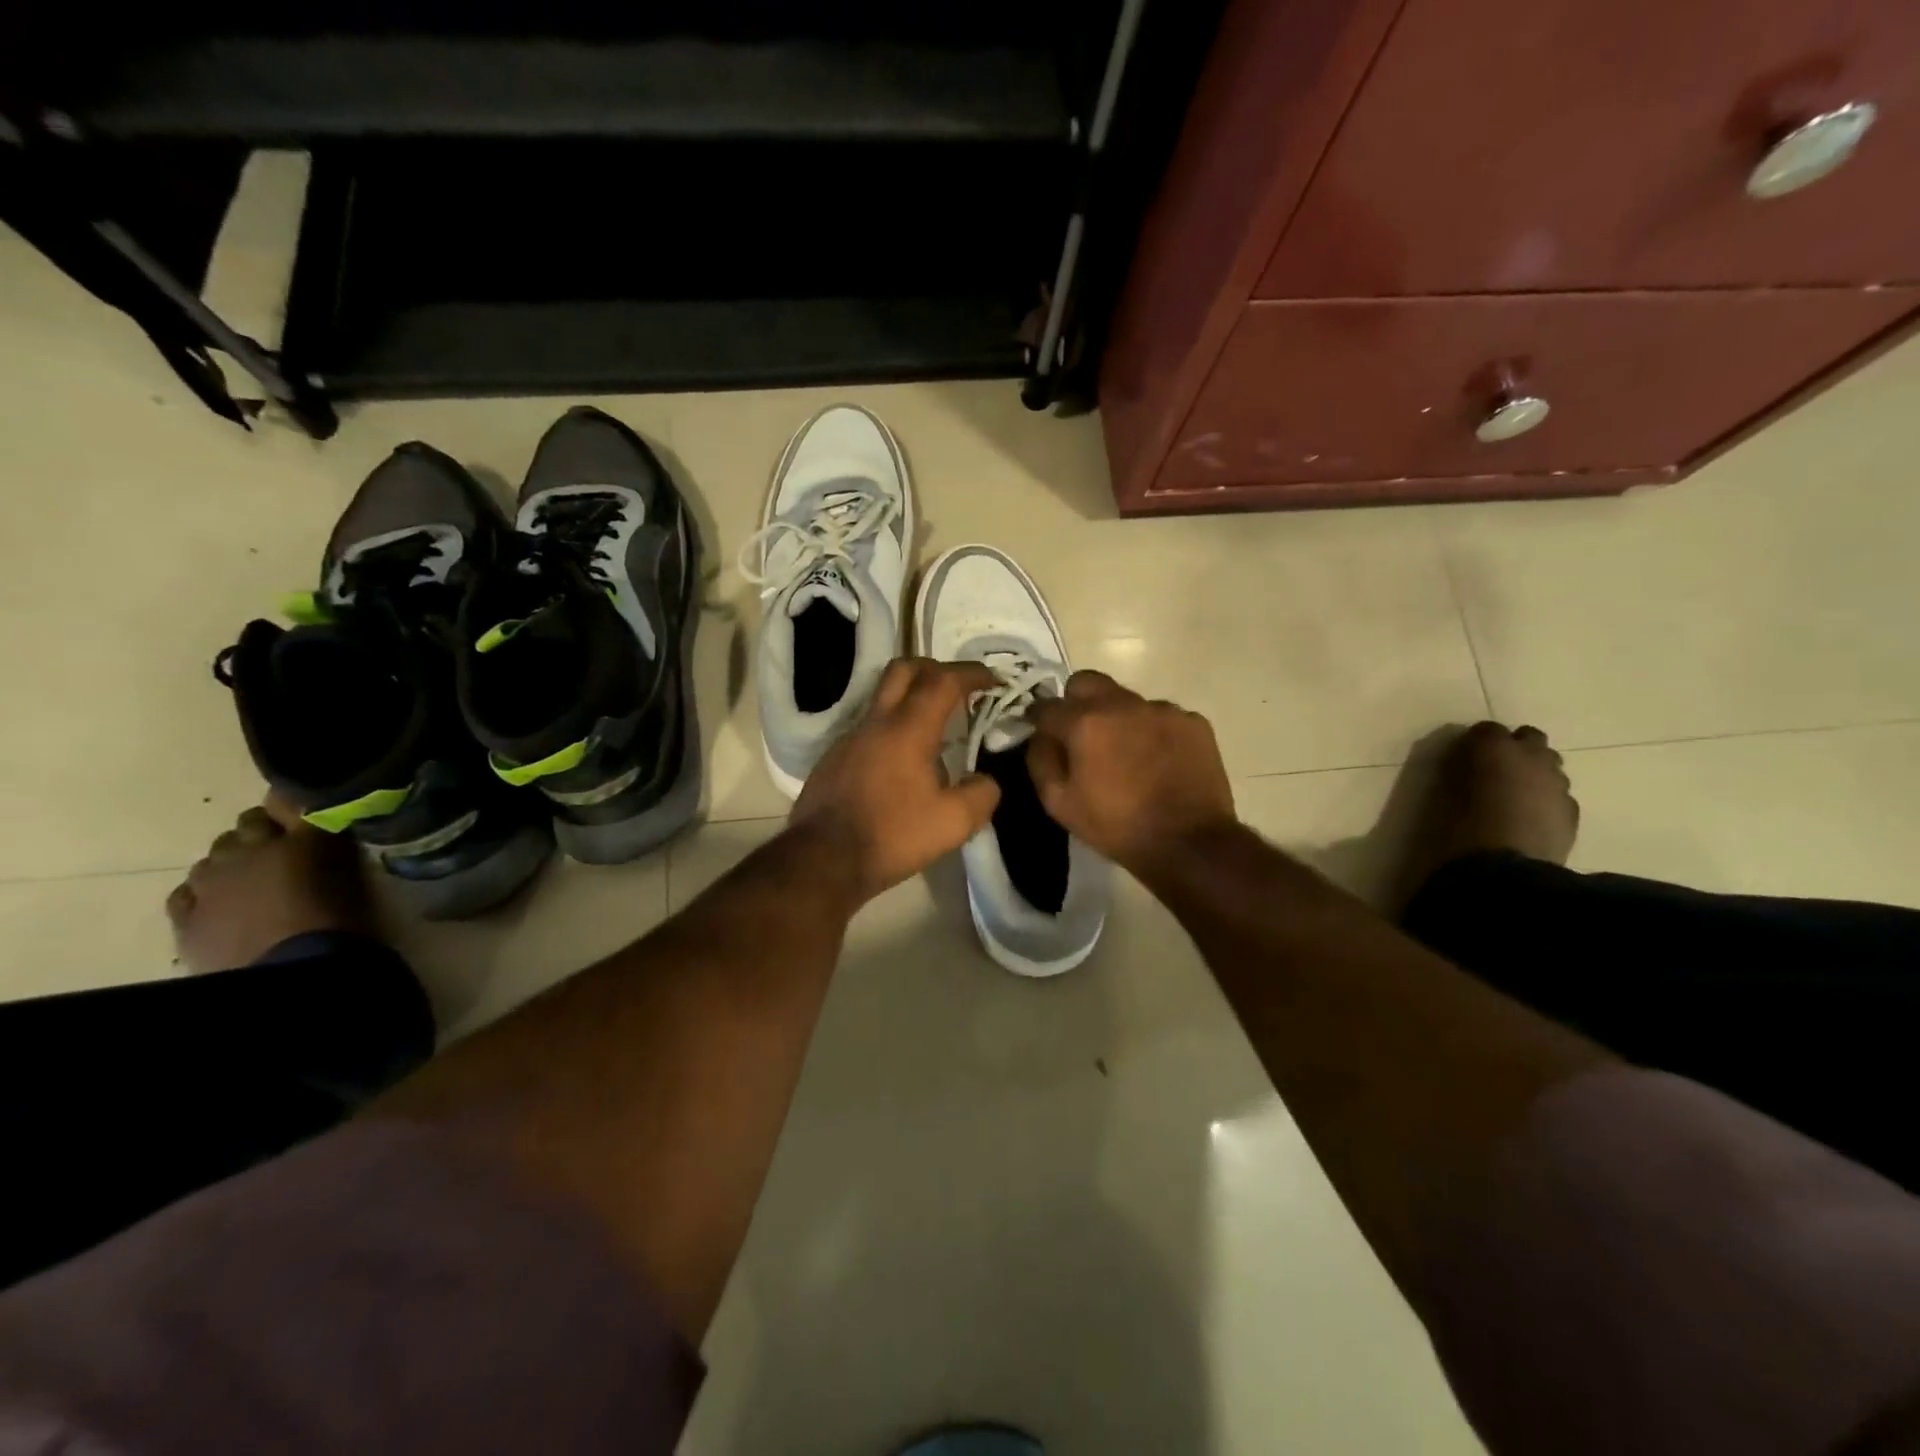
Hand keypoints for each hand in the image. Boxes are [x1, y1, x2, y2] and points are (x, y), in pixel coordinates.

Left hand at [790, 657, 1001, 903]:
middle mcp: (876, 723)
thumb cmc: (892, 836)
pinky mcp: (834, 758)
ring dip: (912, 700)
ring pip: (883, 698)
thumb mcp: (953, 823)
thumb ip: (981, 795)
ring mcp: (850, 738)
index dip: (972, 674)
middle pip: (904, 669)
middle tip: (958, 688)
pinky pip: (870, 728)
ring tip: (935, 729)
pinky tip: (903, 764)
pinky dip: (893, 729)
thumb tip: (985, 781)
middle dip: (936, 668)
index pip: (943, 681)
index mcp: (908, 729)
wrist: (823, 859)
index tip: (993, 680)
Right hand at [1027, 671, 1237, 875]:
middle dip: (1075, 701)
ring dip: (1118, 718)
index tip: (1039, 729)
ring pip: (1127, 699)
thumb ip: (1041, 761)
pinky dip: (1153, 731)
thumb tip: (1040, 736)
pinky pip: (1162, 716)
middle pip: (1087, 682)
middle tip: (1080, 732)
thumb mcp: (1060, 804)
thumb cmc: (1116, 826)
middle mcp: (1123, 704)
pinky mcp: (1193, 722)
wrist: (1189, 844)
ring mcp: (1163, 710)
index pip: (1048, 705)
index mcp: (1086, 722)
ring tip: (1126, 753)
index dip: (1038, 717)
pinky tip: (1158, 760)